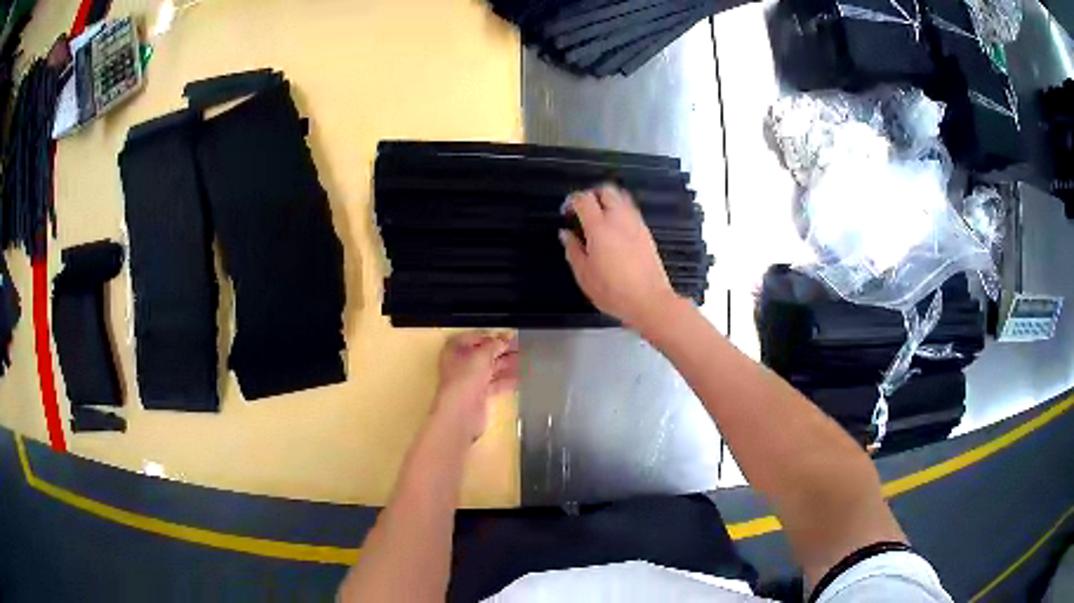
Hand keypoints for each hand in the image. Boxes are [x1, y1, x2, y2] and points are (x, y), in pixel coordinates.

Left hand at [431, 332, 518, 442]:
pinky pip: (496, 384)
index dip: (490, 336)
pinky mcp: (480, 395)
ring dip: (507, 365)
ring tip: (526, 360)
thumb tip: (503, 340)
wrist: (461, 412)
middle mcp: (461, 364)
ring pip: (491, 369)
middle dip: (502, 351)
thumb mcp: (482, 355)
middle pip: (483, 354)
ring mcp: (471, 381)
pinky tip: (522, 377)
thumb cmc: (467, 377)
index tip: (508, 336)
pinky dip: (508, 380)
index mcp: (455, 350)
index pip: (473, 338)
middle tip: (521, 347)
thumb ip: (494, 345)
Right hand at [560, 184, 679, 331]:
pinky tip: (614, 228)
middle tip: (582, 209)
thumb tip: (566, 235)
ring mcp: (635, 224)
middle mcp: (619, 220)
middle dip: (591, 194)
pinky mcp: (646, 232)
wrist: (649, 301)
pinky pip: (631, 210)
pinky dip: (620, 210)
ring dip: (608, 200)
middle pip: (605, 190)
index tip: (567, 212)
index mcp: (599, 228)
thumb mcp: (584, 275)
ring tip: (599, 216)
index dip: (572, 201)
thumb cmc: (615, 292)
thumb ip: (573, 250)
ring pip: (621, 197)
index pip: (583, 199)